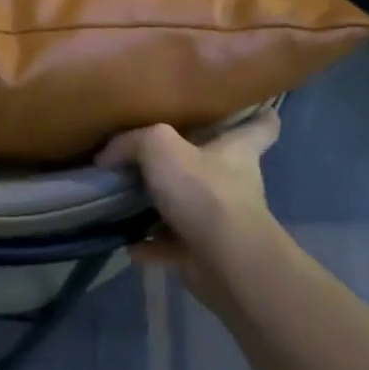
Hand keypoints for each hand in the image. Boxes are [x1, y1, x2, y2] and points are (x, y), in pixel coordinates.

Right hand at [96, 112, 286, 308]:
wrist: (225, 261)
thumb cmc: (204, 191)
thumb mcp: (159, 146)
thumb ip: (131, 142)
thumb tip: (107, 156)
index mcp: (237, 151)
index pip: (260, 126)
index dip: (256, 115)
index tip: (246, 108)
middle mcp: (235, 183)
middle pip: (219, 164)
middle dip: (193, 160)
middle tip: (159, 151)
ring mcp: (223, 221)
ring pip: (192, 205)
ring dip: (165, 205)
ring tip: (130, 199)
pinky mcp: (207, 252)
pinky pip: (174, 244)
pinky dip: (152, 245)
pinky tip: (129, 243)